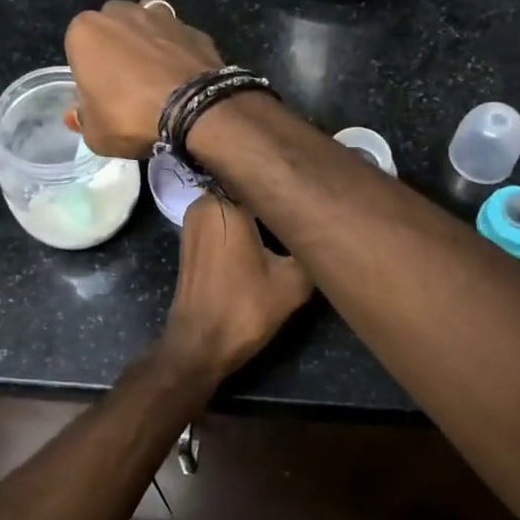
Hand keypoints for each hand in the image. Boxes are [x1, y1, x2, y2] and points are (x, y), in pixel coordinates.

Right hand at [64, 0, 222, 158]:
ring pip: (147, 24)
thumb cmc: (131, 117)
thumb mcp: (96, 133)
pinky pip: (178, 39)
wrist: (195, 110)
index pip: (78, 48)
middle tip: (127, 83)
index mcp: (86, 31)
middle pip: (113, 27)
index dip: (88, 72)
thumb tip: (76, 115)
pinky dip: (178, 51)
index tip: (100, 95)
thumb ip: (83, 120)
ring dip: (148, 41)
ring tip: (157, 75)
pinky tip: (183, 76)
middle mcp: (122, 13)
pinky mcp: (194, 28)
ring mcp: (162, 16)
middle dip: (117, 47)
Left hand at [159, 194, 312, 384]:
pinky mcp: (192, 239)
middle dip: (274, 194)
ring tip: (293, 217)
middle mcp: (204, 203)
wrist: (199, 346)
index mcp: (225, 203)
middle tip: (307, 201)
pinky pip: (224, 219)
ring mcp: (194, 221)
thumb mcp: (292, 282)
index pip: (260, 172)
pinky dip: (245, 224)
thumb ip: (310, 249)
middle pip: (246, 185)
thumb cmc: (244, 309)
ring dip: (260, 210)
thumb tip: (327, 231)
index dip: (287, 178)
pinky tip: (269, 237)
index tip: (312, 183)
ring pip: (235, 202)